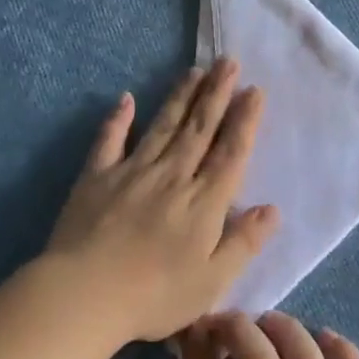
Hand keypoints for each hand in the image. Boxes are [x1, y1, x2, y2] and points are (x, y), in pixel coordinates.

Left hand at [45, 59, 278, 344]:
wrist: (85, 294)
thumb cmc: (156, 296)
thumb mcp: (213, 281)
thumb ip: (243, 242)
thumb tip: (272, 209)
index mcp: (204, 202)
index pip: (231, 152)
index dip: (244, 120)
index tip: (254, 91)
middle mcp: (172, 176)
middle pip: (199, 128)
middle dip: (216, 94)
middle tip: (227, 62)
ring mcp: (132, 172)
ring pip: (162, 126)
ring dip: (180, 97)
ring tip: (194, 70)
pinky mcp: (96, 177)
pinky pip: (110, 141)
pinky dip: (118, 119)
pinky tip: (126, 99)